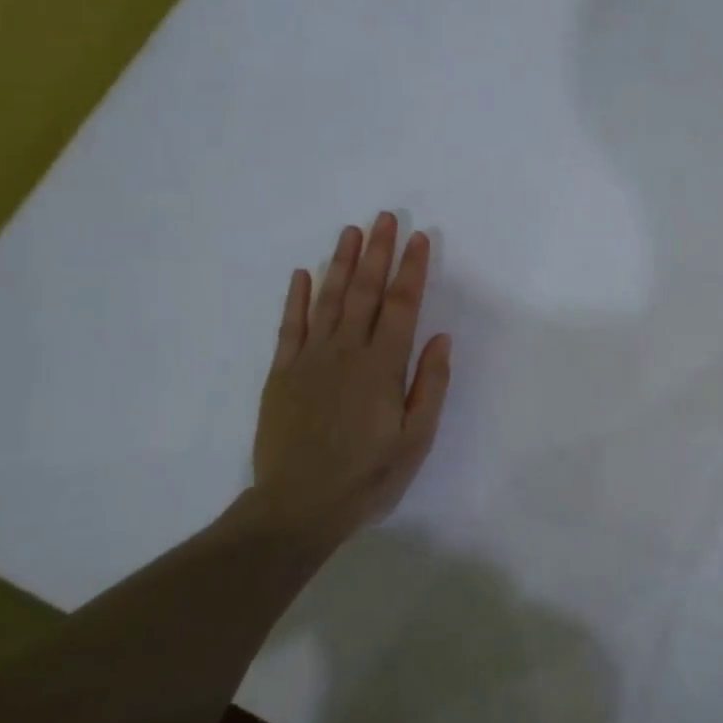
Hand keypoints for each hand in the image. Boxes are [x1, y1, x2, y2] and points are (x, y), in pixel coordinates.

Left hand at [248, 213, 452, 552]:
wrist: (299, 505)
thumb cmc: (368, 476)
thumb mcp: (416, 438)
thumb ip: (429, 385)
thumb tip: (441, 338)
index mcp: (383, 367)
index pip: (402, 307)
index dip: (412, 270)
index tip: (420, 238)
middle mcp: (346, 352)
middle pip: (364, 292)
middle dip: (378, 253)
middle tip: (385, 218)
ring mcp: (309, 360)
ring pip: (327, 300)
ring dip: (341, 263)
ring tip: (352, 231)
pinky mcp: (282, 373)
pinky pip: (289, 326)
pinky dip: (296, 298)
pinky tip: (303, 273)